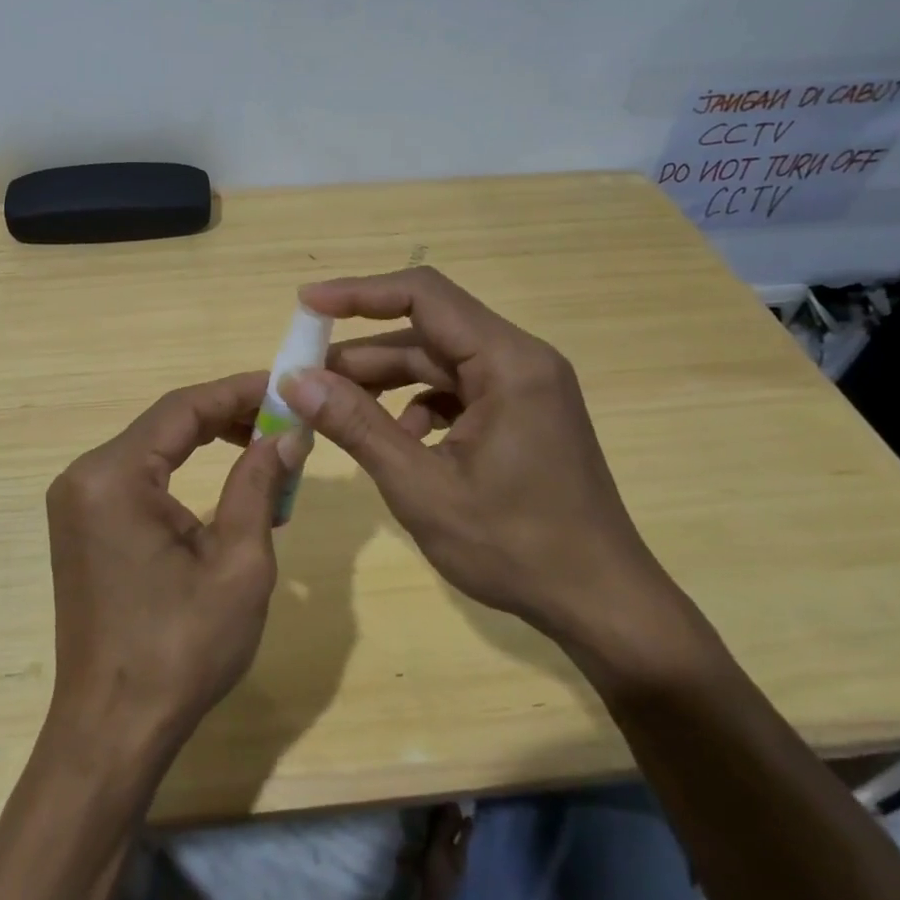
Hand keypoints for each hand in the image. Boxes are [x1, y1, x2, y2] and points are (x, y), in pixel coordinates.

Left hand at [44, 372, 306, 763]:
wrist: (113, 730)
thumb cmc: (181, 649)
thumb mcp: (238, 563)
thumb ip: (258, 485)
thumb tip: (286, 435)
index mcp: (114, 476)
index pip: (183, 408)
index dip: (239, 391)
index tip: (286, 387)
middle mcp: (85, 476)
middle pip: (165, 423)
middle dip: (227, 416)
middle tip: (283, 421)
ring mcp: (77, 502)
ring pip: (154, 449)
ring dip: (208, 443)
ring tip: (265, 449)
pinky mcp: (83, 526)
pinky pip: (139, 479)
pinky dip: (184, 473)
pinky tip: (227, 485)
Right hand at [279, 267, 685, 666]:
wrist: (602, 605)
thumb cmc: (516, 547)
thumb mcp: (422, 487)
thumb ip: (358, 426)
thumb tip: (297, 380)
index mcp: (508, 363)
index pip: (424, 295)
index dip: (359, 294)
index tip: (307, 305)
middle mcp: (520, 360)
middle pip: (428, 331)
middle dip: (363, 352)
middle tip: (305, 375)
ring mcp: (524, 389)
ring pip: (439, 364)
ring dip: (386, 382)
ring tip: (335, 409)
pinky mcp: (521, 415)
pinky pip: (457, 392)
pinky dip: (418, 407)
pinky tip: (398, 442)